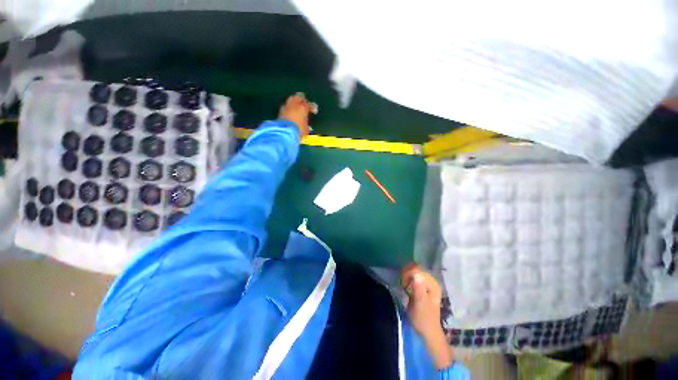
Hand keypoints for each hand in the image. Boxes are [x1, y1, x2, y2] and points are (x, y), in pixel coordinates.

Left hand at [278, 93, 316, 137]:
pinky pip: (285, 106)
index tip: (314, 110)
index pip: (310, 105)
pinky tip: (290, 112)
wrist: (284, 132)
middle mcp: (294, 105)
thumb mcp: (306, 129)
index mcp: (303, 108)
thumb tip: (307, 126)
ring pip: (291, 100)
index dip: (313, 107)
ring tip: (296, 106)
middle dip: (302, 99)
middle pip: (299, 96)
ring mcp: (286, 107)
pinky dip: (288, 108)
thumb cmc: (298, 130)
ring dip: (294, 102)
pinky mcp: (280, 111)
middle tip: (304, 103)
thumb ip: (306, 125)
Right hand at [401, 263, 453, 368]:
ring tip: (404, 287)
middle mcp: (431, 281)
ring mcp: (426, 283)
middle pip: (415, 268)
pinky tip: (405, 287)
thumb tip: (416, 274)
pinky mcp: (421, 286)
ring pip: (413, 271)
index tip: (404, 284)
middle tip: (403, 285)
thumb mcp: (420, 305)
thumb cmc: (424, 319)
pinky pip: (412, 276)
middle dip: (407, 274)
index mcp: (433, 284)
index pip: (418, 270)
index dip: (409, 273)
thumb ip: (419, 289)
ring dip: (406, 276)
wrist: (427, 330)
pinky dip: (407, 278)